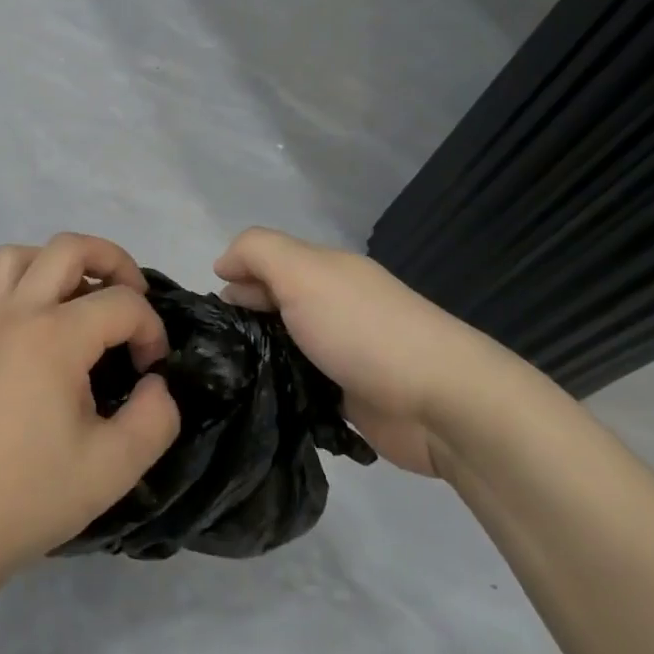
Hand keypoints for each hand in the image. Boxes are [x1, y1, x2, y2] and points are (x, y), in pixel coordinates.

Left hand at [0, 234, 180, 589]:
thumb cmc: (29, 496)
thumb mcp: (113, 468)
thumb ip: (155, 418)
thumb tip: (156, 384)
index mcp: (55, 337)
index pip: (121, 303)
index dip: (151, 329)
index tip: (152, 371)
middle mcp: (15, 313)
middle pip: (67, 247)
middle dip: (112, 260)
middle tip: (133, 297)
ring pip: (14, 256)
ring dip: (52, 264)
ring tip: (75, 298)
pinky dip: (2, 287)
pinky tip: (19, 317)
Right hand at [214, 228, 504, 475]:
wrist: (440, 401)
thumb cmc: (362, 329)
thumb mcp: (302, 272)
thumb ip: (258, 252)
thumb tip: (224, 265)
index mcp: (324, 271)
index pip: (266, 261)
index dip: (235, 276)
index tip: (212, 310)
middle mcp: (332, 305)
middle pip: (274, 303)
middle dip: (243, 318)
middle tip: (215, 348)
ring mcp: (342, 352)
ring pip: (285, 346)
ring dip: (259, 358)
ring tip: (226, 379)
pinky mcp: (349, 397)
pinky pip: (302, 386)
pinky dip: (282, 390)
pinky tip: (257, 401)